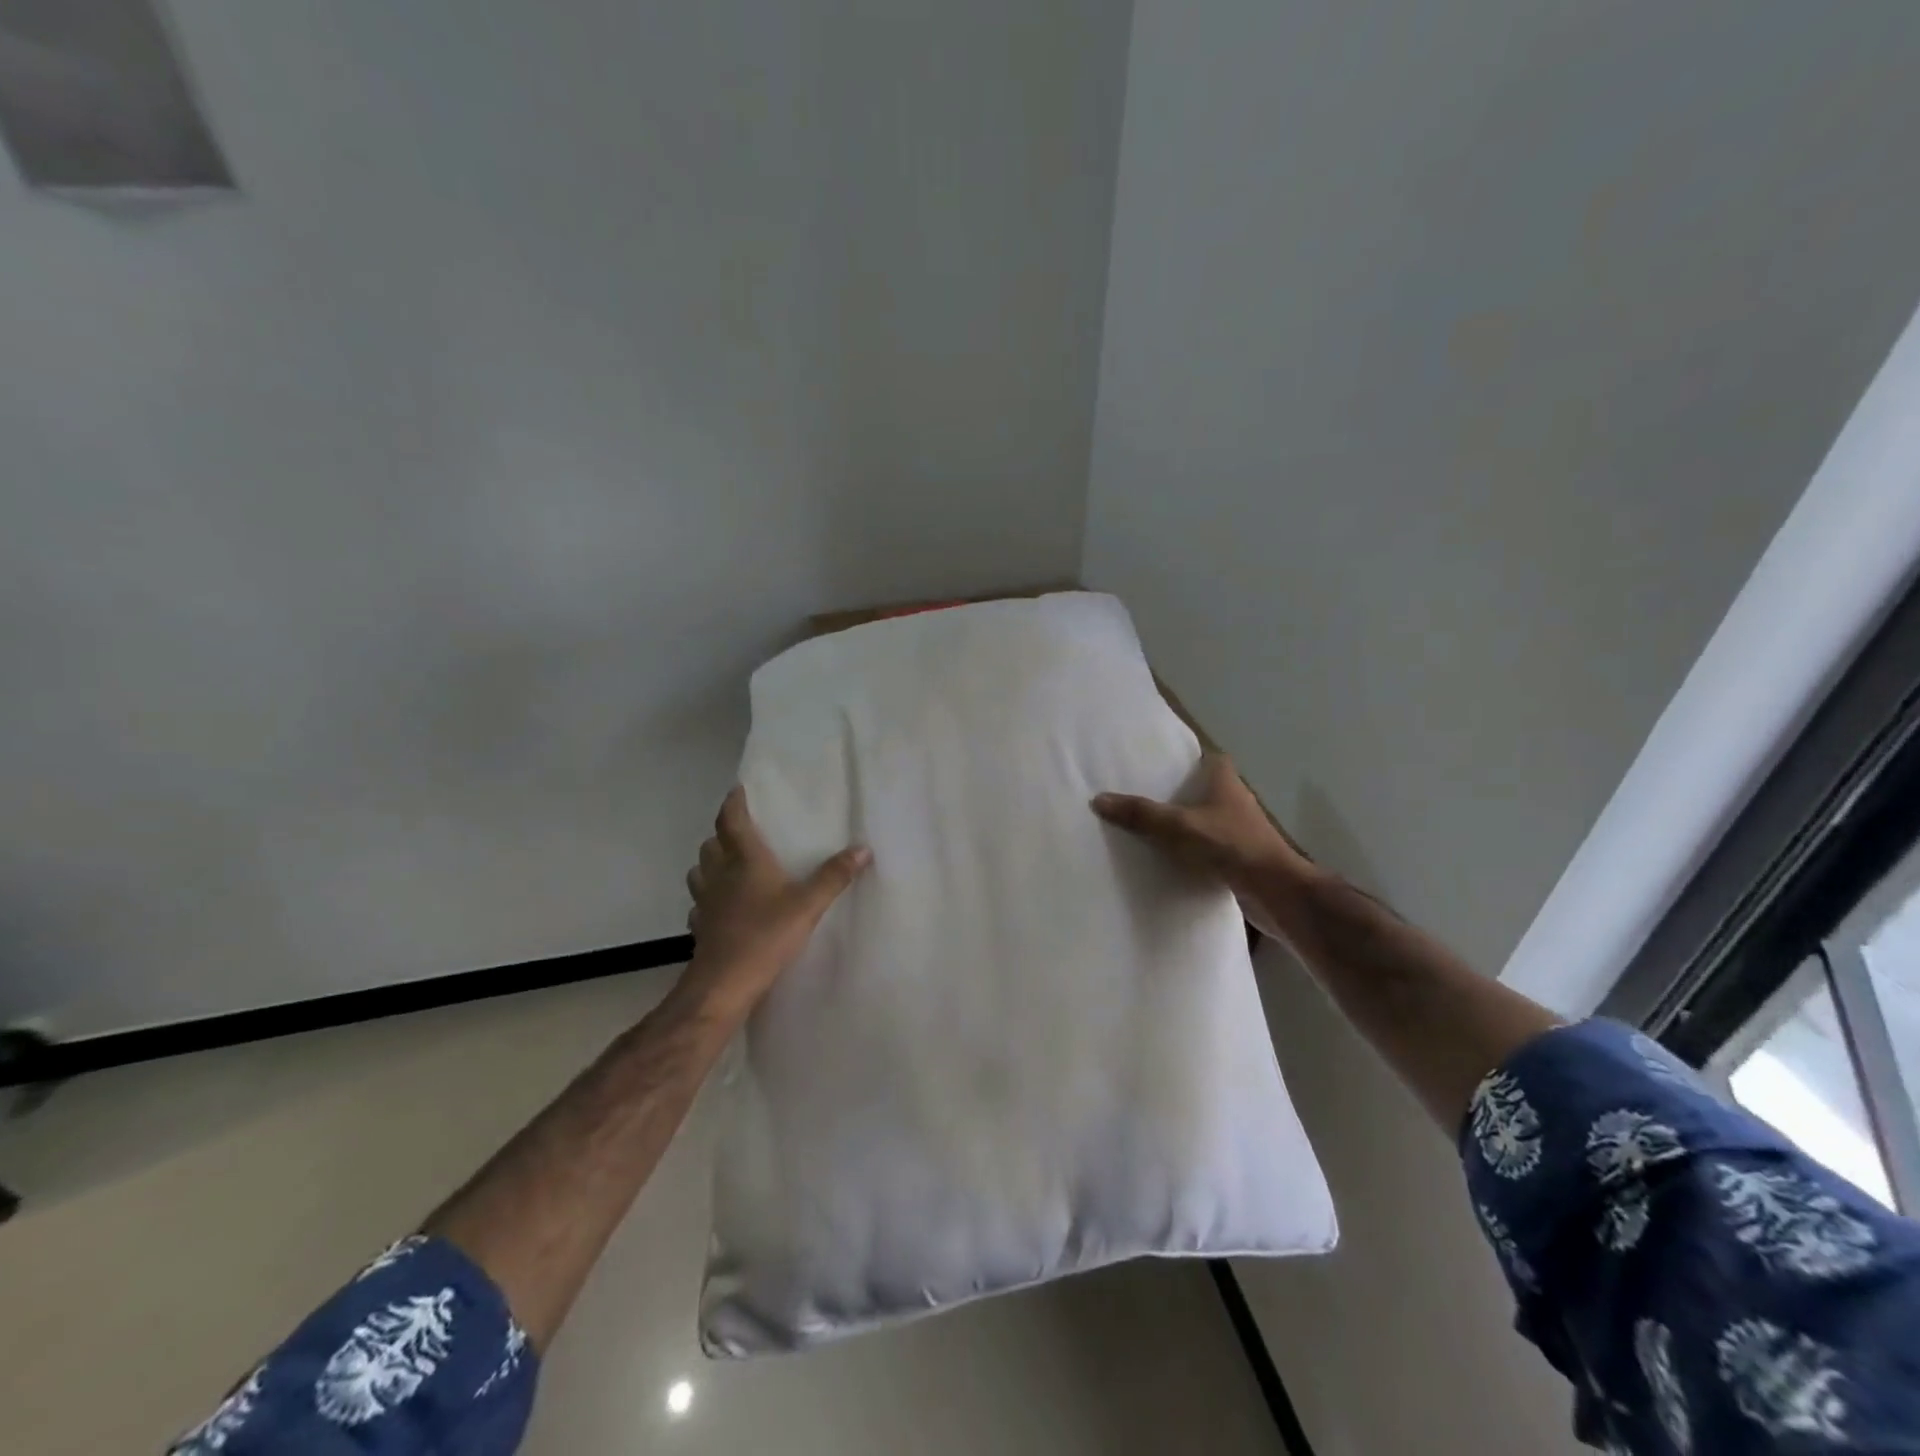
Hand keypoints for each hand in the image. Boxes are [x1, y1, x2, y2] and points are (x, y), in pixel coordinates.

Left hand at [682, 786, 870, 1014]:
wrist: (725, 983)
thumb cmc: (766, 935)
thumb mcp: (808, 905)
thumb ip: (834, 876)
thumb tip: (863, 848)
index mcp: (745, 860)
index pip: (731, 821)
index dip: (733, 803)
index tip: (738, 789)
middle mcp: (720, 874)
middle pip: (712, 844)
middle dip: (723, 833)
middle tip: (740, 830)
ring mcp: (706, 901)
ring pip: (699, 871)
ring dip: (710, 862)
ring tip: (727, 864)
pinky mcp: (701, 926)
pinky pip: (700, 902)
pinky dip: (708, 896)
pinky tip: (721, 905)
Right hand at [1091, 754, 1307, 937]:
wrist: (1274, 892)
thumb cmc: (1230, 846)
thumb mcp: (1178, 826)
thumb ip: (1141, 814)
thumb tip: (1098, 799)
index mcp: (1226, 783)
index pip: (1211, 759)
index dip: (1190, 759)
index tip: (1163, 765)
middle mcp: (1237, 802)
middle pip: (1207, 790)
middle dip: (1181, 793)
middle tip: (1145, 796)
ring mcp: (1241, 832)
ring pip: (1209, 820)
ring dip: (1188, 824)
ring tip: (1151, 829)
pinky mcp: (1241, 859)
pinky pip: (1211, 848)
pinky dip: (1194, 851)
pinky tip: (1172, 860)